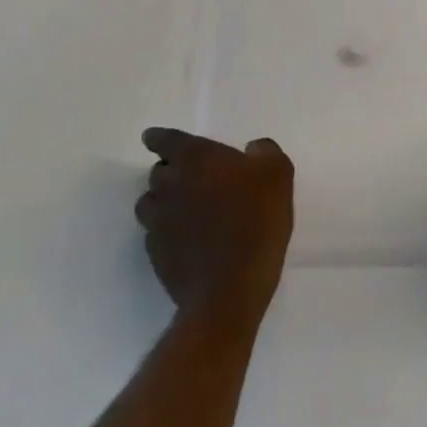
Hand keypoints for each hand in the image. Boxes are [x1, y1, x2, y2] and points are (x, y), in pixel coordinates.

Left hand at [136, 129, 293, 319]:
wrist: (232, 287)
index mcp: (195, 158)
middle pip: (157, 172)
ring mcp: (158, 223)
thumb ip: (264, 152)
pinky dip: (165, 232)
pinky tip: (186, 241)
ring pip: (149, 204)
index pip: (165, 140)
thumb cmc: (256, 218)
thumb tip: (252, 149)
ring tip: (184, 210)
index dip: (159, 138)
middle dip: (170, 171)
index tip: (153, 139)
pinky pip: (154, 235)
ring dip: (162, 202)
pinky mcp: (156, 256)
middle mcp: (169, 185)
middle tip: (191, 178)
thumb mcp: (278, 173)